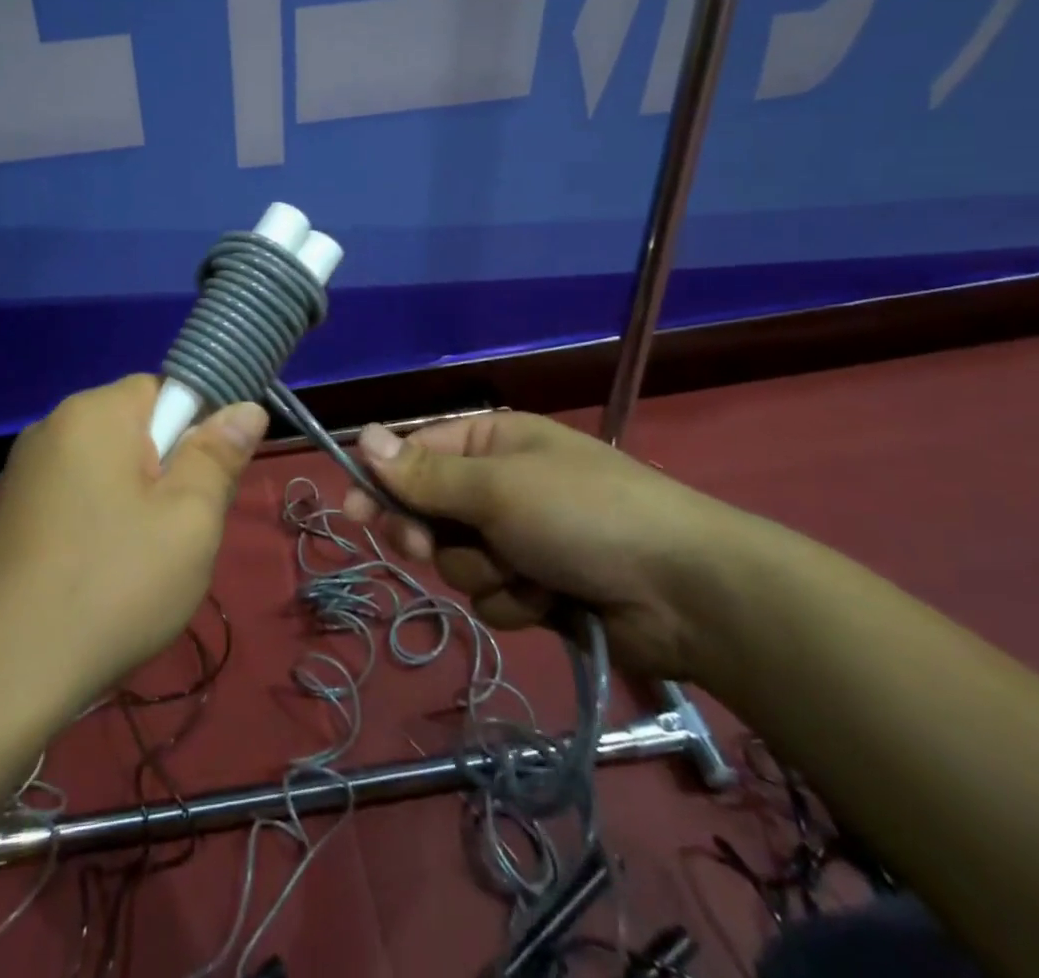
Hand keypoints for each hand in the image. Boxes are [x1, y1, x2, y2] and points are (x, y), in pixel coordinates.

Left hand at [0, 375, 267, 712]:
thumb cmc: (112, 586)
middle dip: (162, 473)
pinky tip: (91, 581)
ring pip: (101, 470)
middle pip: (131, 430)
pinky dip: (90, 526)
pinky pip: (68, 500)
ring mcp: (19, 474)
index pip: (162, 389)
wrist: (0, 676)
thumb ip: (218, 457)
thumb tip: (246, 408)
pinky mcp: (3, 516)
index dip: (193, 432)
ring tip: (135, 566)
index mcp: (93, 414)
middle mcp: (49, 428)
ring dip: (128, 503)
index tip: (200, 488)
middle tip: (175, 534)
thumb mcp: (189, 521)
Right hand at [345, 413, 757, 679]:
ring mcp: (521, 537)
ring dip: (483, 573)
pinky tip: (549, 601)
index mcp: (492, 443)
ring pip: (458, 561)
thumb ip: (425, 473)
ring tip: (525, 573)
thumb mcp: (496, 488)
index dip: (381, 482)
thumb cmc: (583, 515)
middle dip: (432, 536)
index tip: (352, 510)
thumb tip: (363, 436)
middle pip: (430, 511)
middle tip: (426, 546)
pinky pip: (494, 595)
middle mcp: (501, 485)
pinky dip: (515, 602)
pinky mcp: (539, 586)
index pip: (415, 455)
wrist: (686, 593)